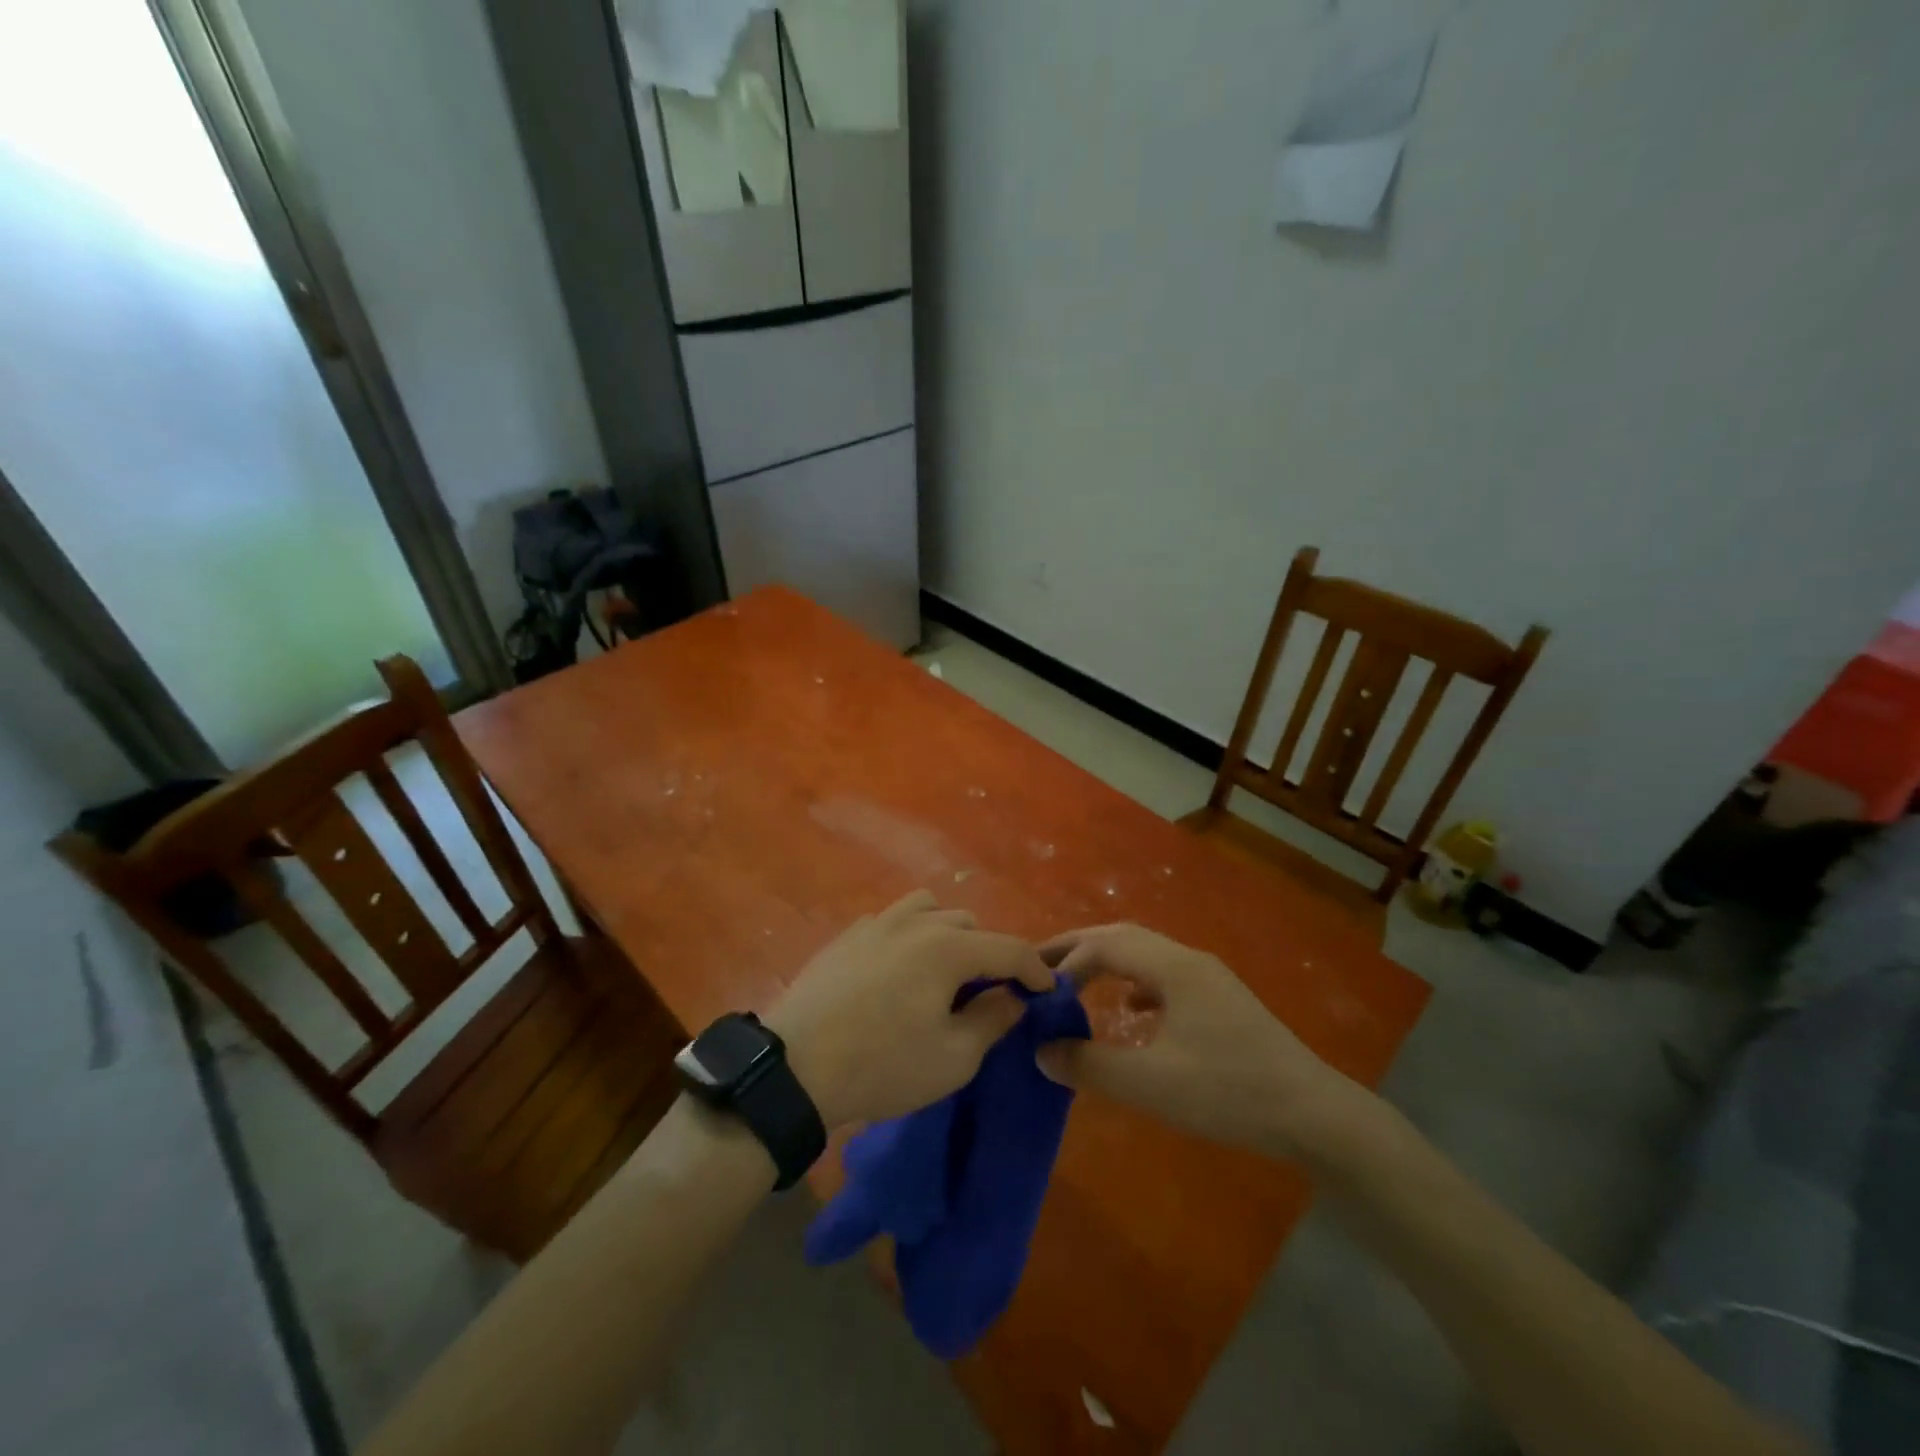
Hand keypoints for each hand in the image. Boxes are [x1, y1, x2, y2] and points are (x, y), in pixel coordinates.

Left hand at [766, 891, 1052, 1128]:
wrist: (795, 1067)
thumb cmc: (883, 1065)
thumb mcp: (953, 1058)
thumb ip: (993, 1020)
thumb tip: (1013, 996)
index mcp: (948, 947)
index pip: (1009, 948)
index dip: (1035, 969)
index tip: (1047, 990)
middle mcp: (915, 922)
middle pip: (969, 925)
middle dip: (988, 954)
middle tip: (988, 993)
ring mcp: (876, 922)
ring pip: (928, 911)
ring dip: (947, 936)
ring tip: (943, 974)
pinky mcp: (847, 935)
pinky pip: (892, 921)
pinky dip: (910, 937)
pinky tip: (898, 972)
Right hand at [1035, 923, 1368, 1159]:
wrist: (1316, 1115)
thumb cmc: (1229, 1092)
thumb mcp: (1151, 1084)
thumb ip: (1090, 1065)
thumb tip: (1041, 1051)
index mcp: (1173, 967)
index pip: (1105, 944)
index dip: (1066, 959)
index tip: (1036, 987)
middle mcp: (1190, 960)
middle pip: (1124, 937)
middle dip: (1079, 948)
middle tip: (1040, 967)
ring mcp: (1210, 979)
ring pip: (1145, 954)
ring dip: (1107, 962)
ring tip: (1075, 984)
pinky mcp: (1221, 1002)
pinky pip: (1164, 976)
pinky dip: (1134, 982)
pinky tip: (1130, 1009)